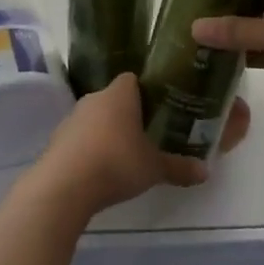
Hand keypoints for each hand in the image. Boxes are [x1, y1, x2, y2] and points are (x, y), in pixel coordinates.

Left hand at [37, 73, 252, 213]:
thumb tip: (206, 171)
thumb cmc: (116, 163)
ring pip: (95, 118)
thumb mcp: (154, 168)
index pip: (133, 79)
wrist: (64, 185)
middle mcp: (94, 98)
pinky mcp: (57, 140)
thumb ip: (179, 167)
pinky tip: (100, 169)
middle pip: (114, 99)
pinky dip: (89, 148)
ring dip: (107, 131)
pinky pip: (79, 137)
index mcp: (120, 94)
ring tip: (124, 153)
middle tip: (147, 133)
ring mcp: (72, 118)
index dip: (146, 90)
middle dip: (128, 114)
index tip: (159, 107)